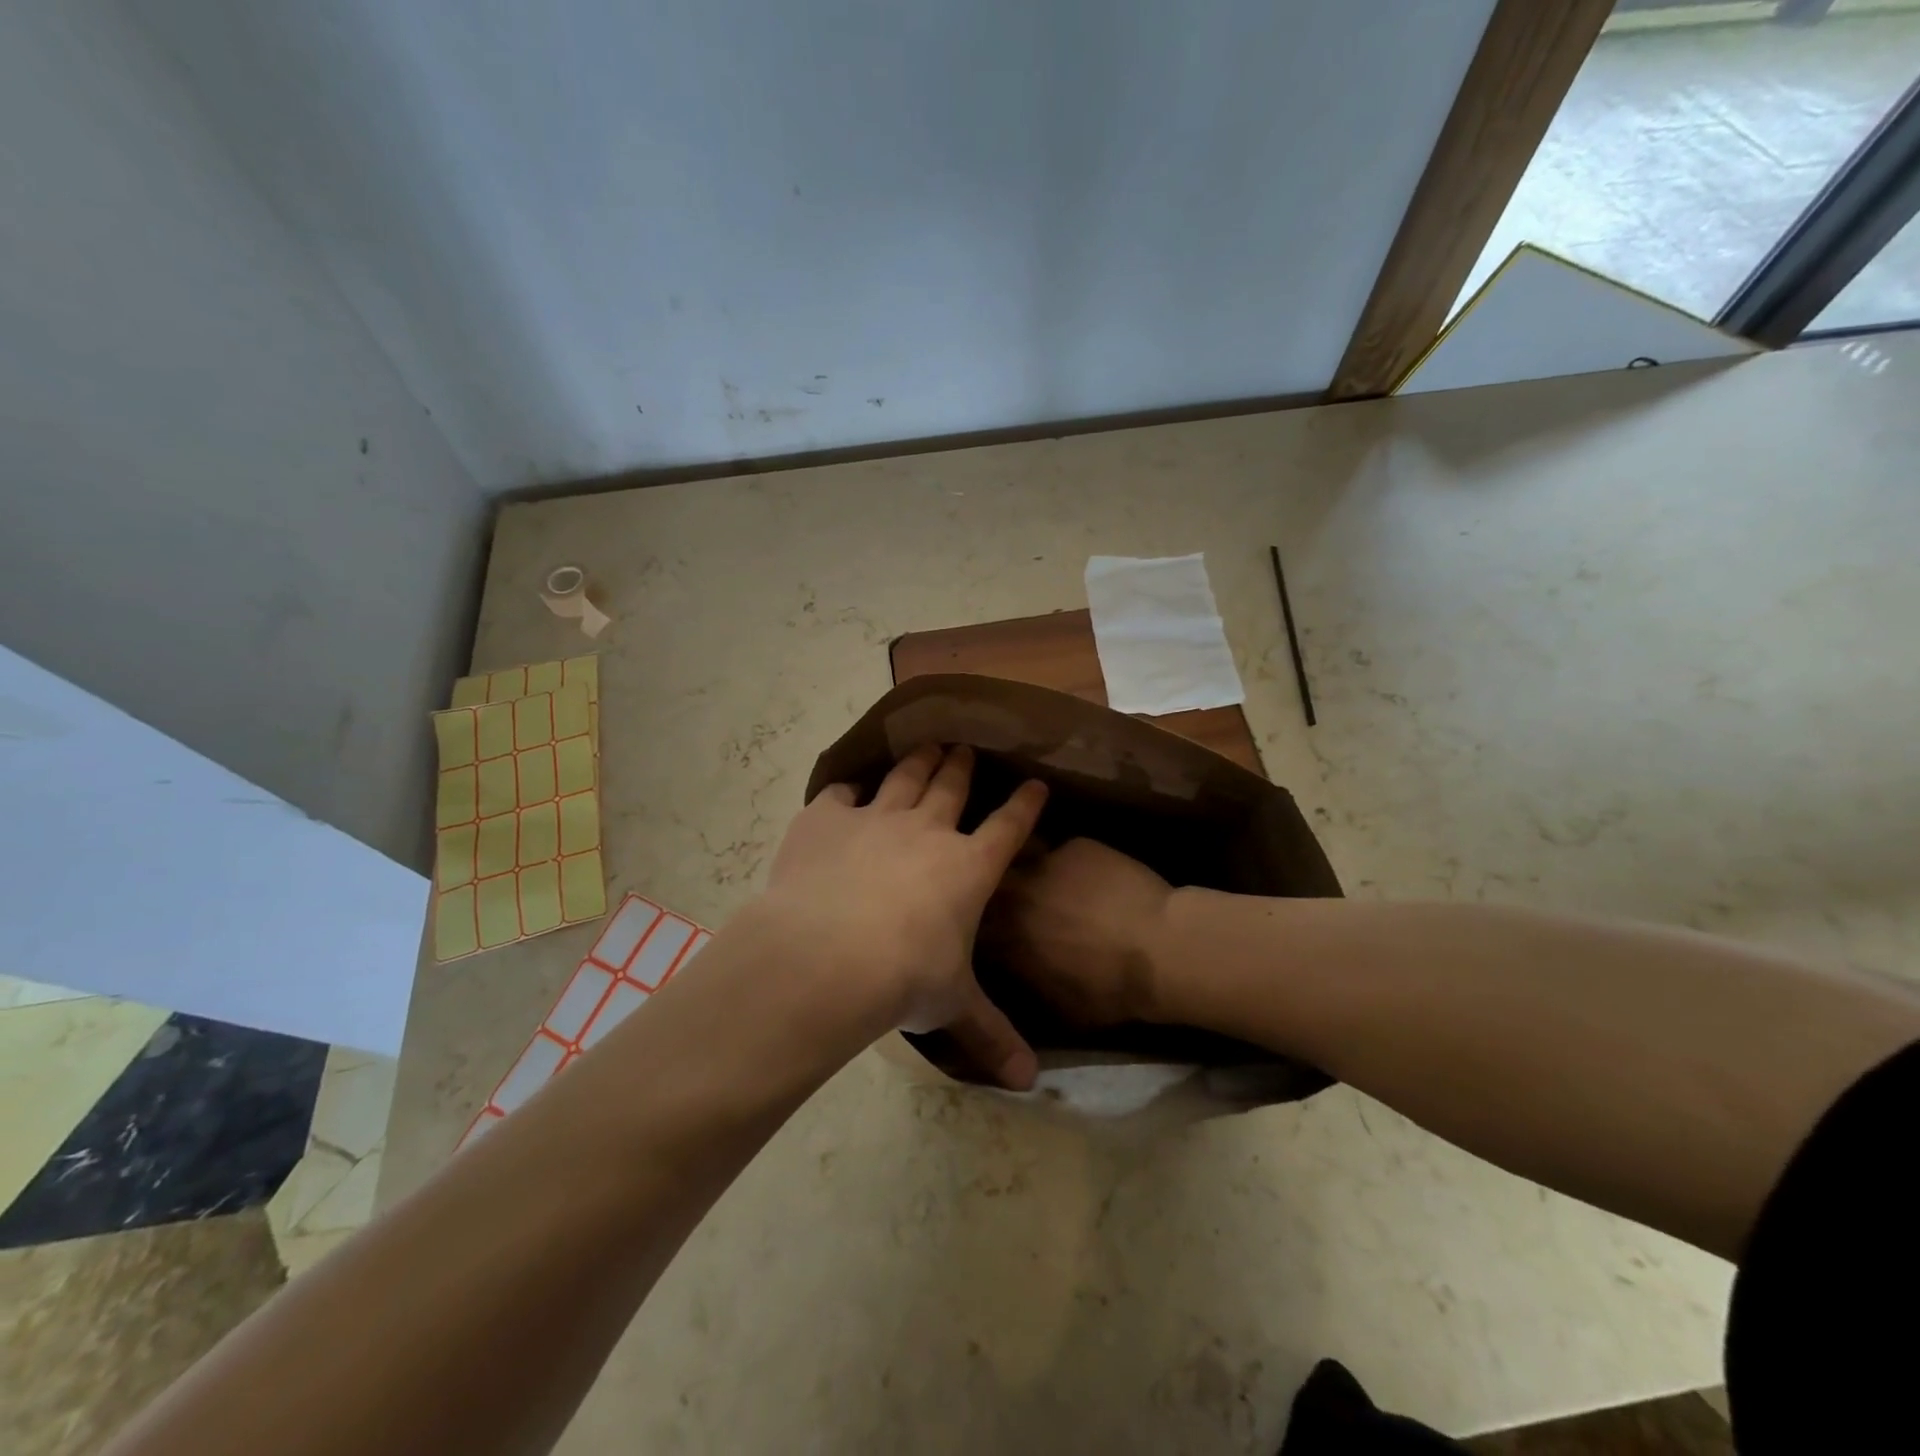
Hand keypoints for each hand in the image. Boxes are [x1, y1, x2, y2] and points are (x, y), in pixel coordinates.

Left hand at [755, 744, 1047, 1088]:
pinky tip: (847, 792)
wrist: (828, 955)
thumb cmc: (904, 978)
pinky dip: (846, 793)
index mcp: (967, 866)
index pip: (1008, 826)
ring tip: (927, 745)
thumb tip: (1029, 1084)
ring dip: (919, 761)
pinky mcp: (826, 818)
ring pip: (905, 777)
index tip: (1035, 784)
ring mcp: (875, 818)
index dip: (1024, 804)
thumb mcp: (953, 1005)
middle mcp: (927, 830)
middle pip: (952, 785)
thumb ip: (991, 1035)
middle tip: (968, 747)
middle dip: (963, 765)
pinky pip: (839, 796)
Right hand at [983, 839, 1174, 1025]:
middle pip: (988, 879)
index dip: (975, 923)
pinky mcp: (1076, 846)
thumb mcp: (1056, 1008)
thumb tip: (1013, 975)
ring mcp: (1044, 863)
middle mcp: (1013, 893)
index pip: (971, 922)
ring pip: (1022, 855)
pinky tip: (1092, 877)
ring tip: (1047, 879)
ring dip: (1026, 867)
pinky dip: (1071, 864)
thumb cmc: (1109, 991)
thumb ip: (1023, 984)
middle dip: (993, 885)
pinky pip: (1063, 852)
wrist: (1160, 950)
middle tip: (1013, 898)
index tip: (984, 928)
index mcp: (1002, 936)